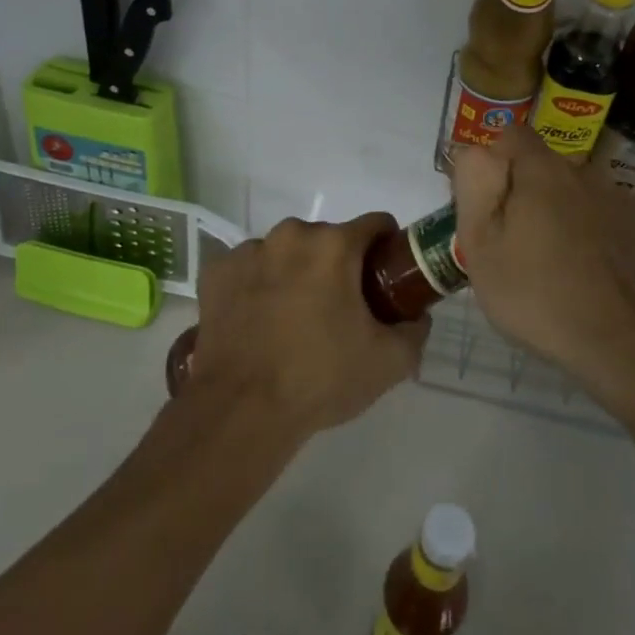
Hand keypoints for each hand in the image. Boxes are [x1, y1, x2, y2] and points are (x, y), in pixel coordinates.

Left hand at [187, 213, 429, 437]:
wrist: (242, 410)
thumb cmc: (320, 378)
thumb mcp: (388, 362)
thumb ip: (414, 331)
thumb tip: (417, 317)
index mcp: (334, 245)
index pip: (375, 225)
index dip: (387, 248)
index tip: (385, 277)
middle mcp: (290, 235)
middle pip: (328, 239)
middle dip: (338, 265)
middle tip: (340, 309)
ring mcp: (249, 251)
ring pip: (286, 251)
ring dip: (295, 272)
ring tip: (294, 319)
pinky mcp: (216, 272)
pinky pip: (248, 268)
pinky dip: (257, 285)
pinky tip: (258, 320)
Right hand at [451, 125, 634, 394]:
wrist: (625, 346)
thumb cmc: (538, 295)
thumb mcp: (480, 246)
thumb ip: (473, 187)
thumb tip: (476, 151)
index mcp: (543, 171)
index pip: (512, 135)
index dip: (494, 161)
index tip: (487, 202)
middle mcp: (587, 175)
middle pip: (546, 169)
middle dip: (527, 194)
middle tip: (514, 245)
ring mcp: (624, 205)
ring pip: (580, 197)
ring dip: (564, 217)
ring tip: (554, 267)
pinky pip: (610, 226)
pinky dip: (597, 242)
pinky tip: (591, 280)